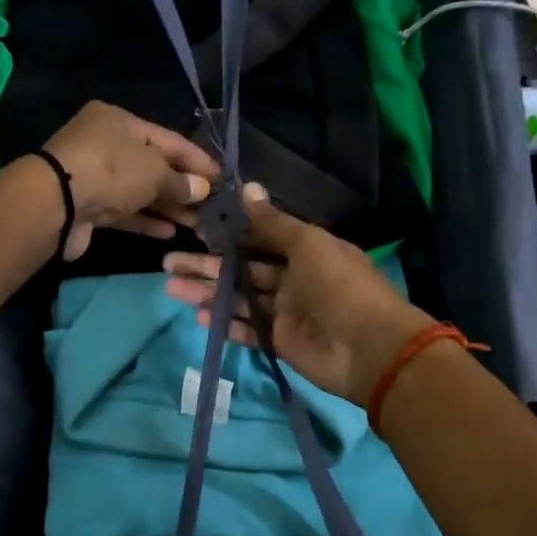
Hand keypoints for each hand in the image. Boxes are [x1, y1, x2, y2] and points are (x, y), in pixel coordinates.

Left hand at [41, 102, 217, 261]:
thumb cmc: (110, 171)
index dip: (196, 159)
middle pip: (153, 165)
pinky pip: (125, 212)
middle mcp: (105, 145)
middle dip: (183, 186)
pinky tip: (170, 233)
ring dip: (168, 207)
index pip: (169, 139)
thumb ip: (180, 181)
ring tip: (197, 223)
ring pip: (139, 191)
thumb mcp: (154, 170)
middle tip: (211, 206)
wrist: (56, 204)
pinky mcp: (89, 207)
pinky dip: (147, 220)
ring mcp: (95, 177)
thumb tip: (201, 190)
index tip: (221, 178)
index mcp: (119, 122)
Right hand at [163, 185, 430, 405]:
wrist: (368, 347)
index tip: (195, 229)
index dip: (228, 233)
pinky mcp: (280, 342)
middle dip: (207, 264)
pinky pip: (246, 329)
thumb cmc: (339, 286)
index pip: (259, 238)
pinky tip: (198, 316)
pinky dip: (224, 323)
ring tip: (172, 286)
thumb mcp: (308, 244)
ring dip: (207, 292)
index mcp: (305, 251)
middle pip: (242, 269)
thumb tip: (245, 188)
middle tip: (168, 261)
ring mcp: (286, 313)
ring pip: (239, 299)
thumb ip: (272, 222)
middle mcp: (293, 279)